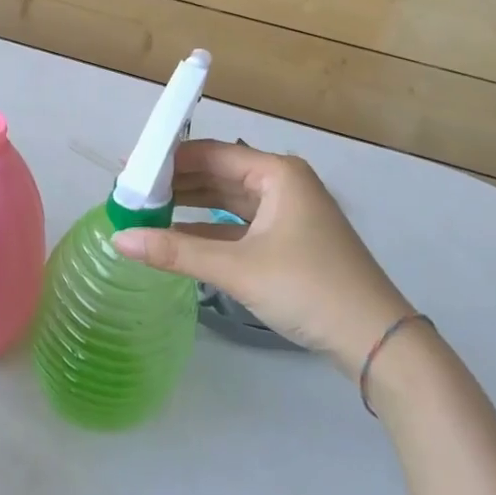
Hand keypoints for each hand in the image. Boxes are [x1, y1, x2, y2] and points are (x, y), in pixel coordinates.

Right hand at [112, 140, 411, 374]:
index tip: (129, 170)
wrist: (377, 341)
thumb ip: (176, 251)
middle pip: (218, 174)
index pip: (211, 153)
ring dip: (190, 206)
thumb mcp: (237, 268)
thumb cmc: (308, 288)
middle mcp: (282, 184)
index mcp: (276, 173)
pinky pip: (239, 225)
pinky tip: (178, 237)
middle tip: (131, 193)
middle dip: (176, 183)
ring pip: (228, 200)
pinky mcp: (289, 242)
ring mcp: (288, 213)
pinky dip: (209, 229)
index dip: (168, 160)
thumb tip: (118, 239)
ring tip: (146, 212)